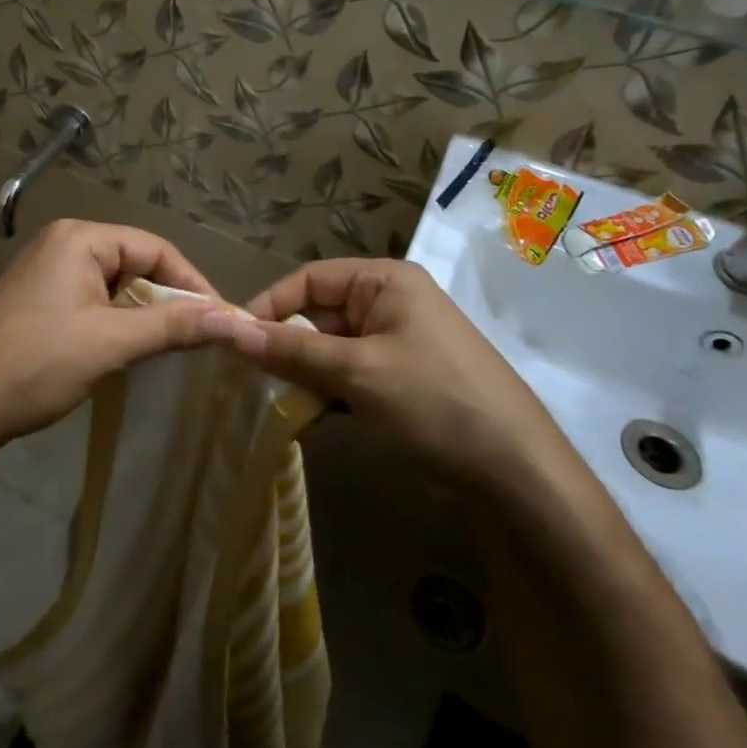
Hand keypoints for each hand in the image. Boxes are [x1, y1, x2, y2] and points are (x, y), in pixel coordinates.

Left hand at [0, 220, 235, 458]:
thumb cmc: (37, 364)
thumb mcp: (112, 343)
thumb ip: (174, 326)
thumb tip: (234, 319)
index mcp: (79, 238)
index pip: (155, 247)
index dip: (192, 283)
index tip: (220, 320)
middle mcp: (61, 243)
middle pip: (134, 263)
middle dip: (165, 301)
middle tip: (192, 339)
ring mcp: (44, 272)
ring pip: (114, 285)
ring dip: (140, 315)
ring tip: (159, 348)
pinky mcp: (35, 300)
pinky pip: (90, 300)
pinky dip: (113, 322)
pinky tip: (120, 350)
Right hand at [227, 258, 566, 487]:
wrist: (514, 469)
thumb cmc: (434, 400)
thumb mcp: (358, 371)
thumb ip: (293, 350)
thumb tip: (232, 332)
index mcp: (385, 282)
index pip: (311, 278)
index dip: (272, 304)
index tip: (236, 338)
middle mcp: (390, 303)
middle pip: (319, 314)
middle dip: (285, 344)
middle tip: (249, 378)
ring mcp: (397, 343)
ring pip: (330, 349)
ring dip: (303, 373)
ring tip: (275, 401)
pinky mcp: (401, 380)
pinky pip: (349, 375)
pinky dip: (326, 393)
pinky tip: (307, 418)